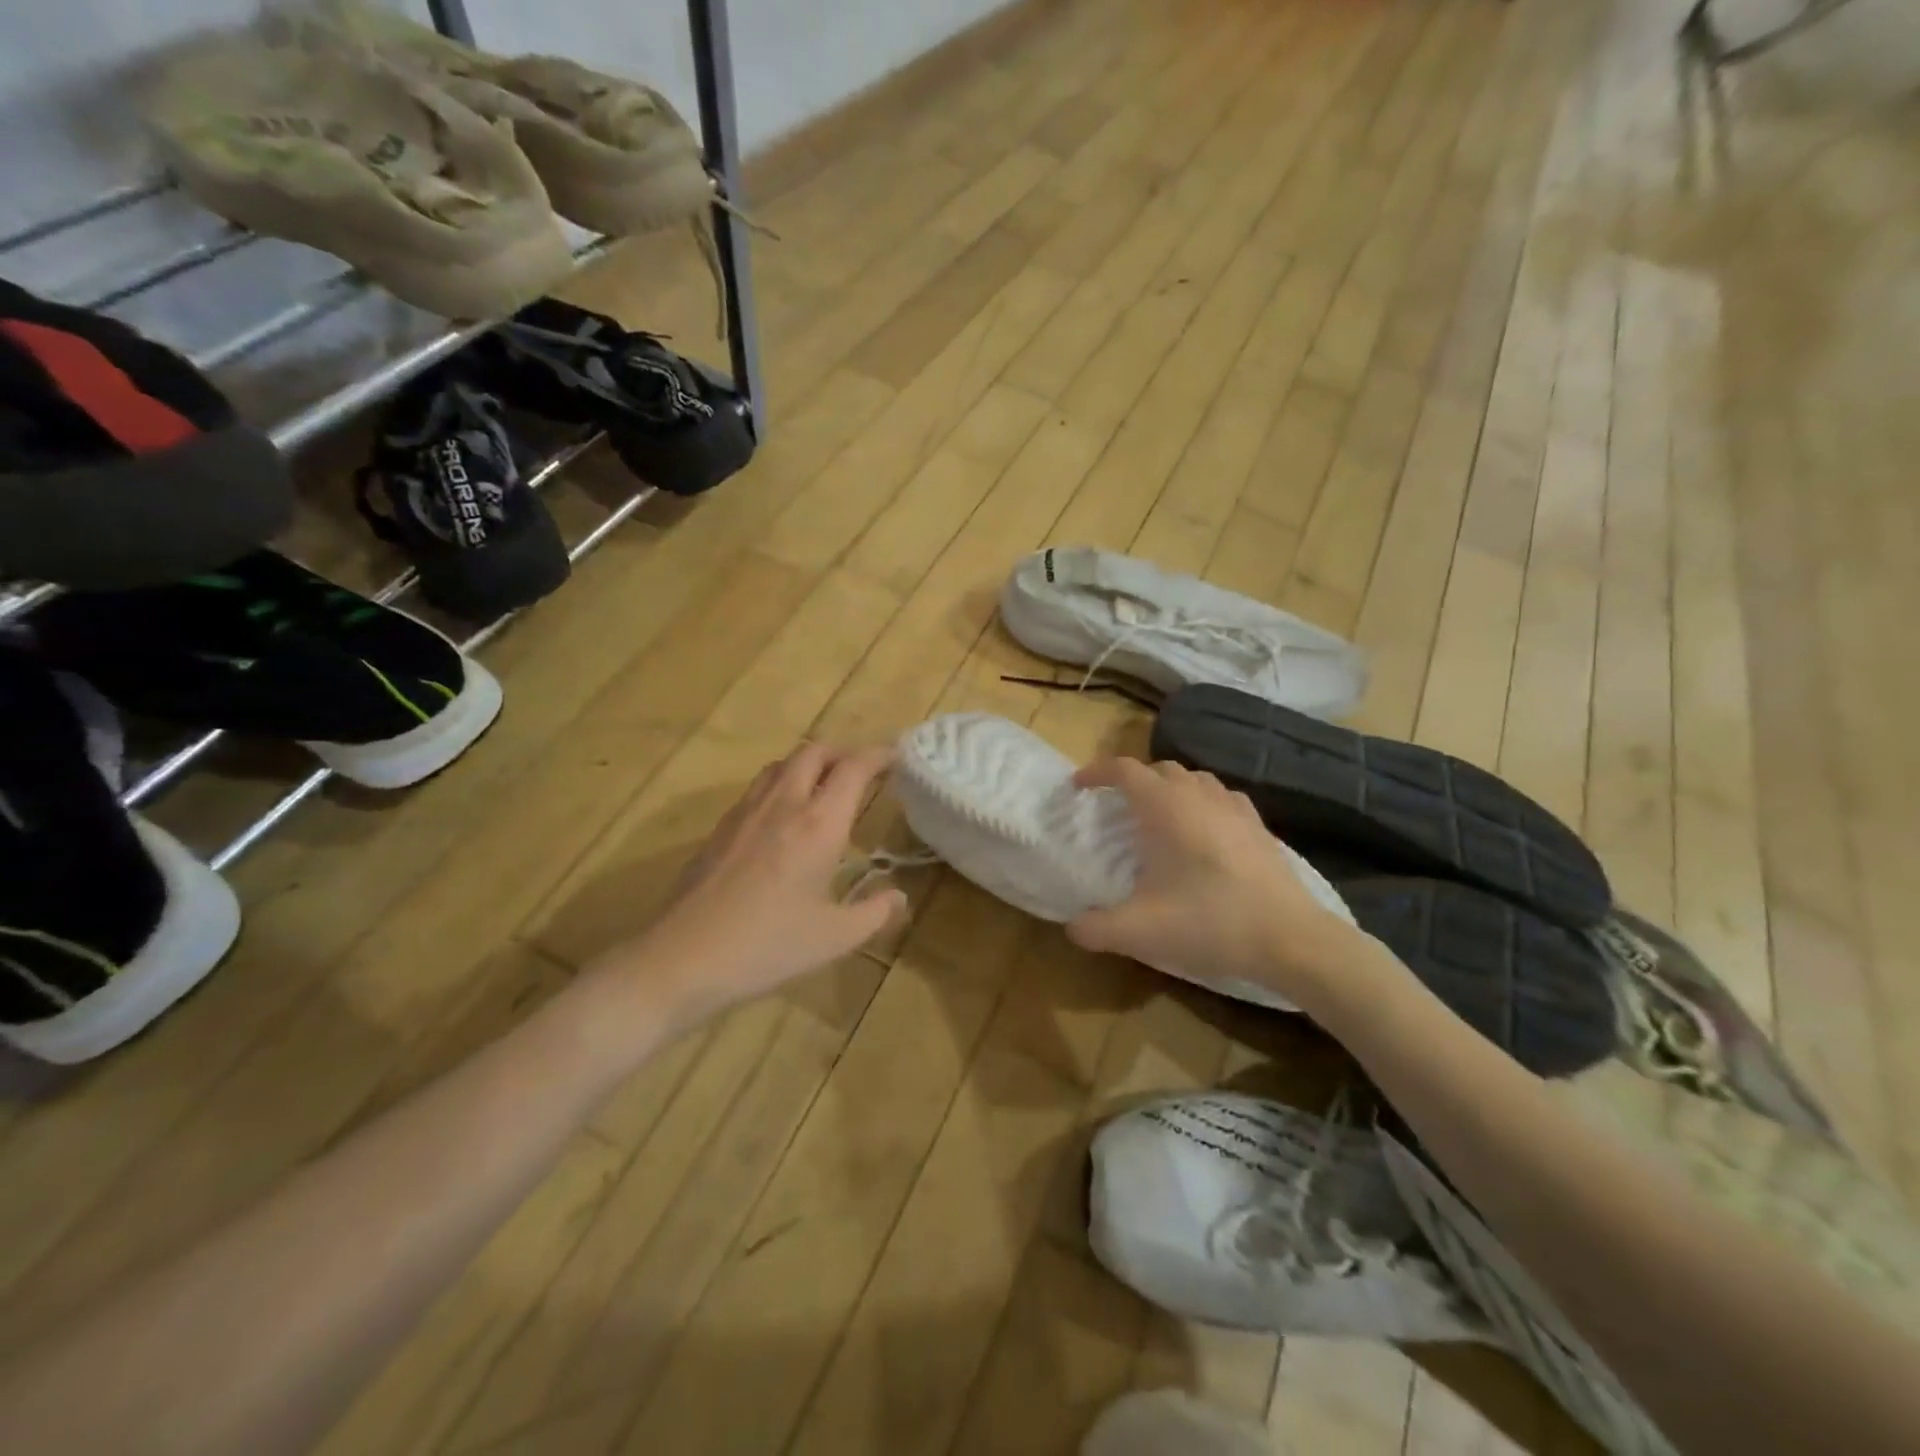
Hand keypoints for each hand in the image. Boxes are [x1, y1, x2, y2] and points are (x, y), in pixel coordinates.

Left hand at [593, 743, 905, 1028]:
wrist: (683, 957)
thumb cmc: (768, 946)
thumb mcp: (835, 937)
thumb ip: (874, 912)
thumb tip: (898, 896)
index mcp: (818, 824)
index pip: (853, 768)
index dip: (879, 755)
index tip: (896, 757)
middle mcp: (783, 804)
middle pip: (814, 753)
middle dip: (843, 753)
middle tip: (861, 772)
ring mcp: (746, 812)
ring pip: (781, 765)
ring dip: (809, 764)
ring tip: (824, 788)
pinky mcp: (720, 828)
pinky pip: (758, 787)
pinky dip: (781, 784)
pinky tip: (783, 819)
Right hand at [1066, 758, 1356, 1001]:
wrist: (1289, 939)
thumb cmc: (1209, 922)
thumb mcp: (1139, 932)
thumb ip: (1095, 928)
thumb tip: (1072, 927)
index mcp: (1165, 807)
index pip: (1124, 770)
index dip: (1096, 773)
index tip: (1078, 786)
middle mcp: (1199, 795)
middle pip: (1159, 769)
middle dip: (1132, 780)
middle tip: (1115, 807)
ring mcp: (1234, 808)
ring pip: (1194, 779)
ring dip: (1169, 788)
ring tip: (1158, 815)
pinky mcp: (1259, 827)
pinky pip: (1223, 797)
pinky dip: (1203, 802)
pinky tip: (1204, 829)